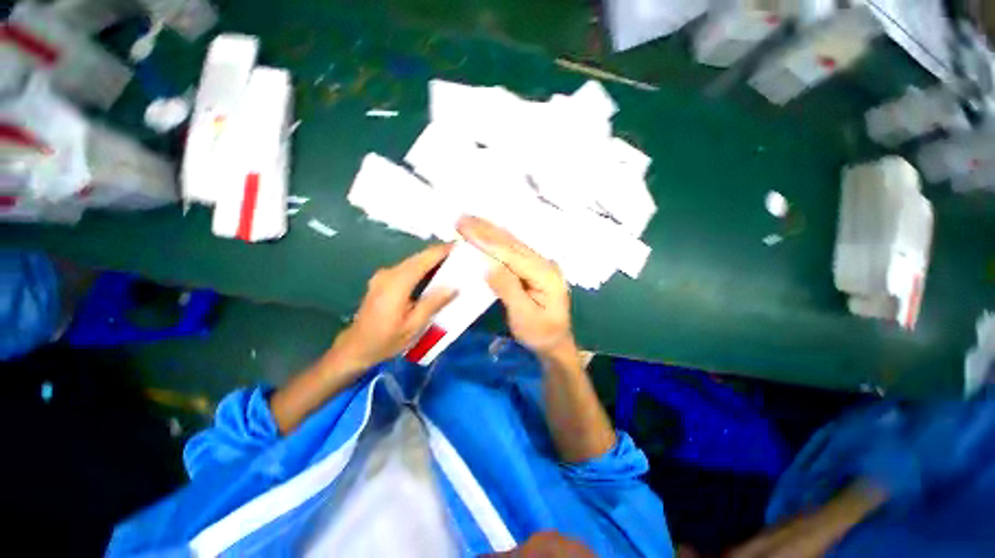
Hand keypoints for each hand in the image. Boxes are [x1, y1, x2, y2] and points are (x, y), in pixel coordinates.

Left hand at [331, 244, 456, 371]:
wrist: (356, 347)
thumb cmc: (386, 340)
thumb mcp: (414, 325)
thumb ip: (433, 303)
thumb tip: (454, 286)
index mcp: (397, 283)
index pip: (423, 260)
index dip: (441, 251)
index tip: (460, 246)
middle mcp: (389, 274)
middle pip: (418, 257)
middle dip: (438, 254)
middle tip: (460, 256)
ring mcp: (383, 276)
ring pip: (412, 261)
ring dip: (430, 260)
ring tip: (451, 263)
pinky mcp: (382, 280)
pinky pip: (406, 268)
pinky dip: (422, 267)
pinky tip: (433, 273)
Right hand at [457, 216, 574, 356]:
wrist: (556, 342)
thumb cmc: (541, 333)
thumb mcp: (524, 316)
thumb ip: (508, 288)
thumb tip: (488, 265)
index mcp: (544, 274)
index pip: (511, 253)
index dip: (487, 241)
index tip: (465, 229)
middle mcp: (543, 263)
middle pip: (511, 243)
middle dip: (486, 230)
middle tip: (462, 219)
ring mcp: (540, 264)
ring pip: (512, 243)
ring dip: (490, 232)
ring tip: (469, 221)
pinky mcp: (533, 268)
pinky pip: (513, 250)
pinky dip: (497, 241)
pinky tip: (486, 234)